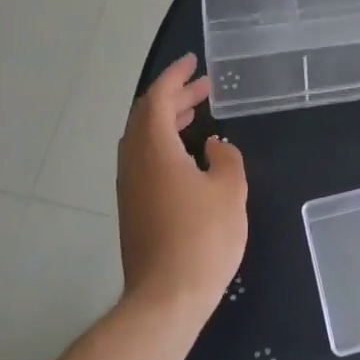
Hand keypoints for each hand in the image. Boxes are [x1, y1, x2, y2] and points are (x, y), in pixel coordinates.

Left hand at [116, 54, 247, 314]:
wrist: (166, 297)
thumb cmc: (203, 237)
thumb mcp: (229, 190)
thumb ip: (226, 159)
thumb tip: (214, 148)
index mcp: (154, 149)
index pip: (157, 98)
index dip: (175, 76)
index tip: (193, 62)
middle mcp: (134, 162)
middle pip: (147, 116)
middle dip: (174, 97)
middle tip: (203, 87)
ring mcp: (130, 187)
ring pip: (143, 139)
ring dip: (167, 121)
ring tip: (196, 114)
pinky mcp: (133, 209)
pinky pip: (144, 160)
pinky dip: (164, 144)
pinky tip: (188, 156)